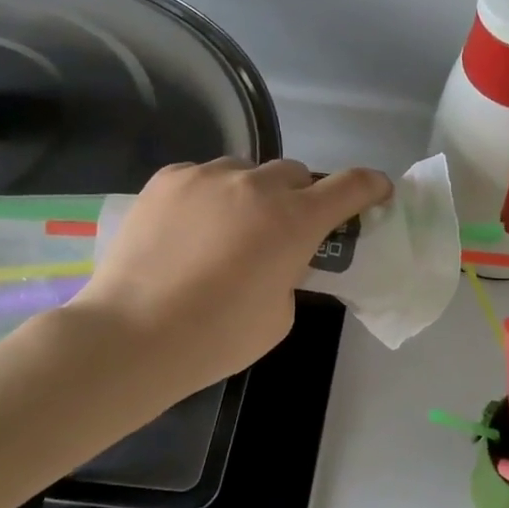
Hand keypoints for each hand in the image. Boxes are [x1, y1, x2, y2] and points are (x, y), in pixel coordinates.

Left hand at [70, 158, 391, 391]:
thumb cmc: (218, 336)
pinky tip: (191, 230)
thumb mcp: (281, 313)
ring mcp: (207, 177)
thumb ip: (292, 272)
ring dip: (253, 194)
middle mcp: (256, 186)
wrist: (132, 335)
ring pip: (247, 171)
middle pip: (296, 174)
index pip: (350, 186)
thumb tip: (279, 257)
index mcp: (295, 221)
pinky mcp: (167, 179)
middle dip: (300, 198)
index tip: (376, 194)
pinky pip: (204, 177)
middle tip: (284, 231)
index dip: (371, 186)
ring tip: (230, 230)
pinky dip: (211, 196)